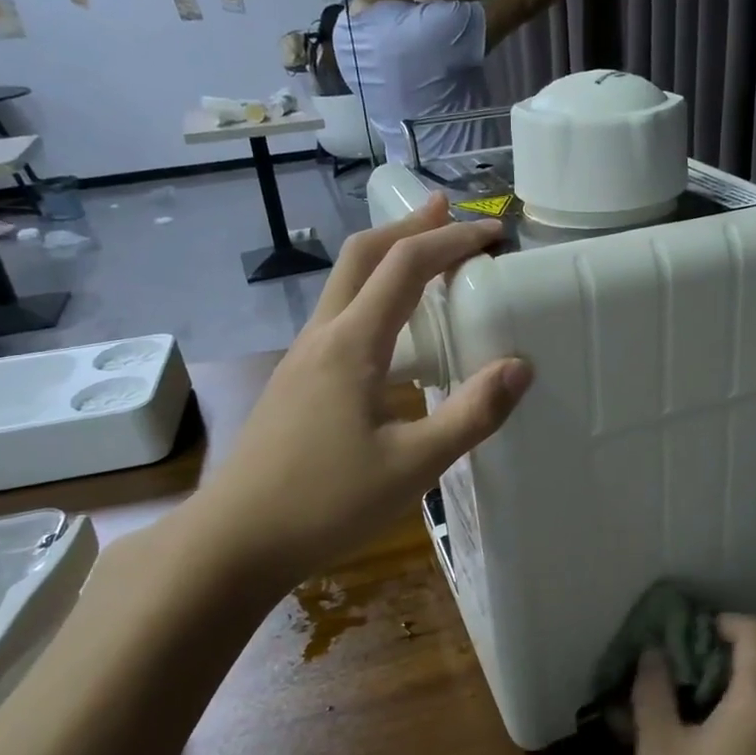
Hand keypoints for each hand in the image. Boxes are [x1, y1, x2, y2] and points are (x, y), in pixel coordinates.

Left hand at [179, 193, 532, 585]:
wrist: (235, 541)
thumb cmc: (325, 503)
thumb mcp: (413, 465)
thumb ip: (471, 414)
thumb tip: (520, 367)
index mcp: (351, 344)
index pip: (405, 266)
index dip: (451, 241)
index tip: (493, 235)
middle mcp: (323, 337)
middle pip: (362, 256)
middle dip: (408, 228)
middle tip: (449, 213)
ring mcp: (302, 359)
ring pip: (345, 285)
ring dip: (388, 259)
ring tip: (426, 257)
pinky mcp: (297, 383)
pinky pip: (340, 318)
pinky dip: (375, 297)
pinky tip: (395, 333)